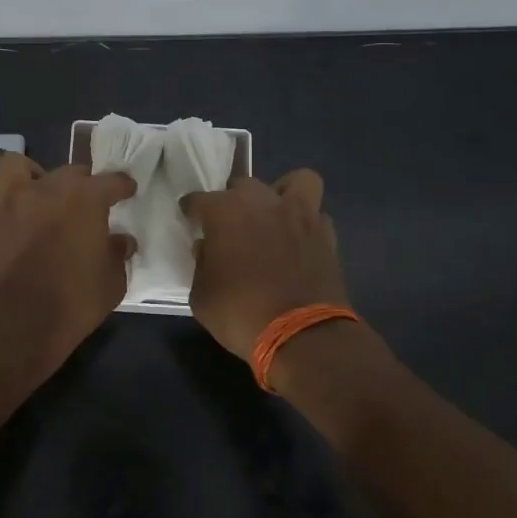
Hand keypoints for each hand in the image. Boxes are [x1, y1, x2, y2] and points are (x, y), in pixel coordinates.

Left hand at [0, 153, 137, 369]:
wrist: (17, 322)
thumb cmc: (73, 301)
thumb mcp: (111, 282)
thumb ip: (117, 254)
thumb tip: (121, 241)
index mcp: (85, 198)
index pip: (111, 181)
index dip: (122, 186)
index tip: (127, 190)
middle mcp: (48, 188)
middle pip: (70, 173)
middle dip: (82, 185)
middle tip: (85, 206)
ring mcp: (12, 199)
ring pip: (20, 166)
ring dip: (34, 177)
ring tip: (41, 196)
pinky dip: (10, 199)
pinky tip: (18, 218)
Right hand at [179, 170, 348, 358]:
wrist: (302, 335)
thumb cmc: (241, 314)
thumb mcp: (201, 296)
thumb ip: (201, 264)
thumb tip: (208, 248)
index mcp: (225, 212)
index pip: (198, 200)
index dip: (191, 210)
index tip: (189, 220)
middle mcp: (262, 202)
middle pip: (243, 185)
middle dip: (232, 200)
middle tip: (230, 225)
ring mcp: (299, 215)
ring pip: (295, 182)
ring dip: (282, 193)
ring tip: (274, 215)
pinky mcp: (326, 234)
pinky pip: (316, 215)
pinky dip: (307, 223)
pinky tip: (298, 240)